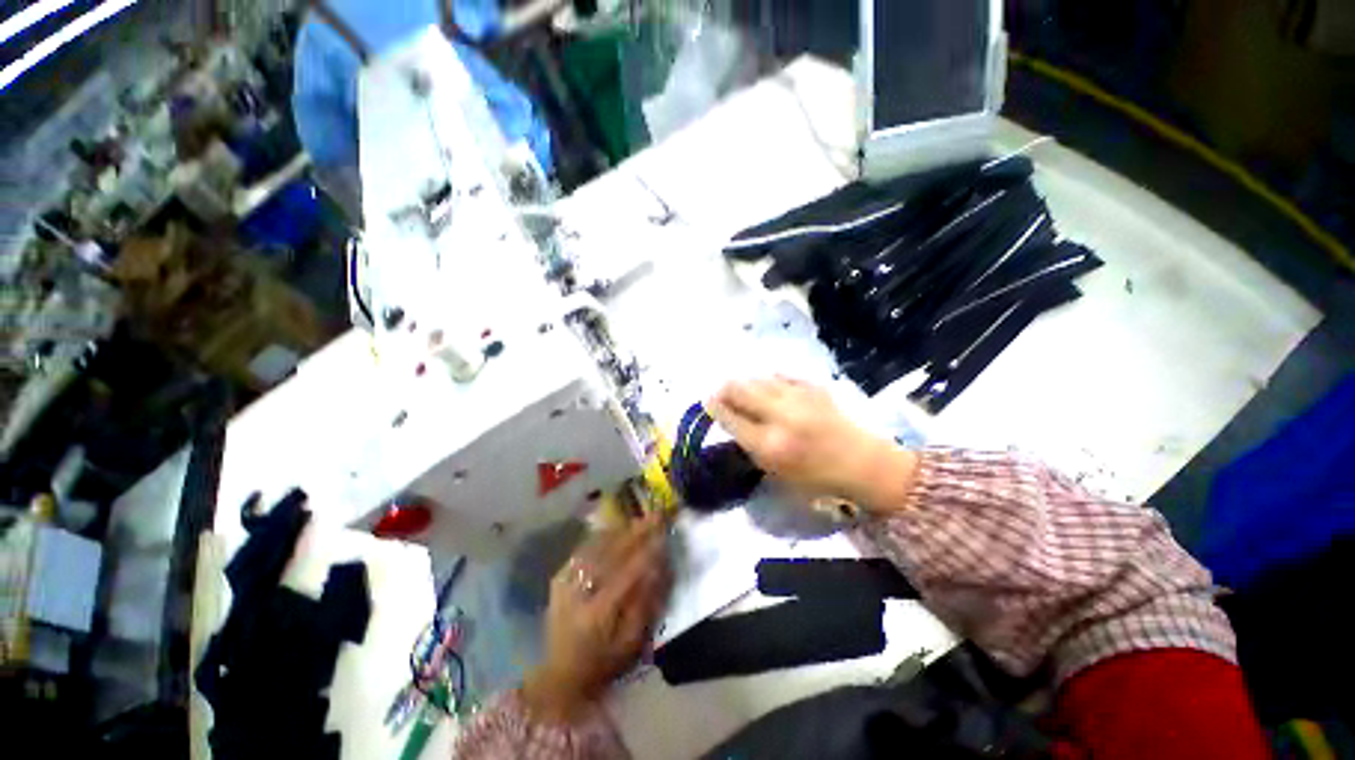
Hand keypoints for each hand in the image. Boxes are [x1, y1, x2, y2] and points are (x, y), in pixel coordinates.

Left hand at [523, 512, 671, 721]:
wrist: (560, 675)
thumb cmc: (603, 663)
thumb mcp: (630, 643)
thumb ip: (645, 604)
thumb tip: (657, 568)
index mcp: (598, 613)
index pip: (627, 573)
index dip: (647, 552)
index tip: (663, 535)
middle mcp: (579, 592)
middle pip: (612, 554)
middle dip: (636, 533)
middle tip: (655, 517)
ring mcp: (565, 583)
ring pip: (596, 547)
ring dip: (620, 531)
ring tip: (639, 520)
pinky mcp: (558, 579)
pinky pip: (582, 550)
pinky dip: (601, 537)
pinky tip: (615, 530)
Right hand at [706, 377, 917, 510]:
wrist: (861, 463)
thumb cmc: (815, 477)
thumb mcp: (775, 470)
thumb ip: (749, 444)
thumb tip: (730, 418)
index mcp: (769, 444)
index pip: (730, 417)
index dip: (715, 407)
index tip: (708, 402)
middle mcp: (780, 416)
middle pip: (739, 390)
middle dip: (725, 389)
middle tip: (721, 392)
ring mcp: (798, 398)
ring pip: (758, 379)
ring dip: (745, 383)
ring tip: (742, 389)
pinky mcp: (813, 387)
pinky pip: (780, 376)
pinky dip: (769, 380)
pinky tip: (768, 386)